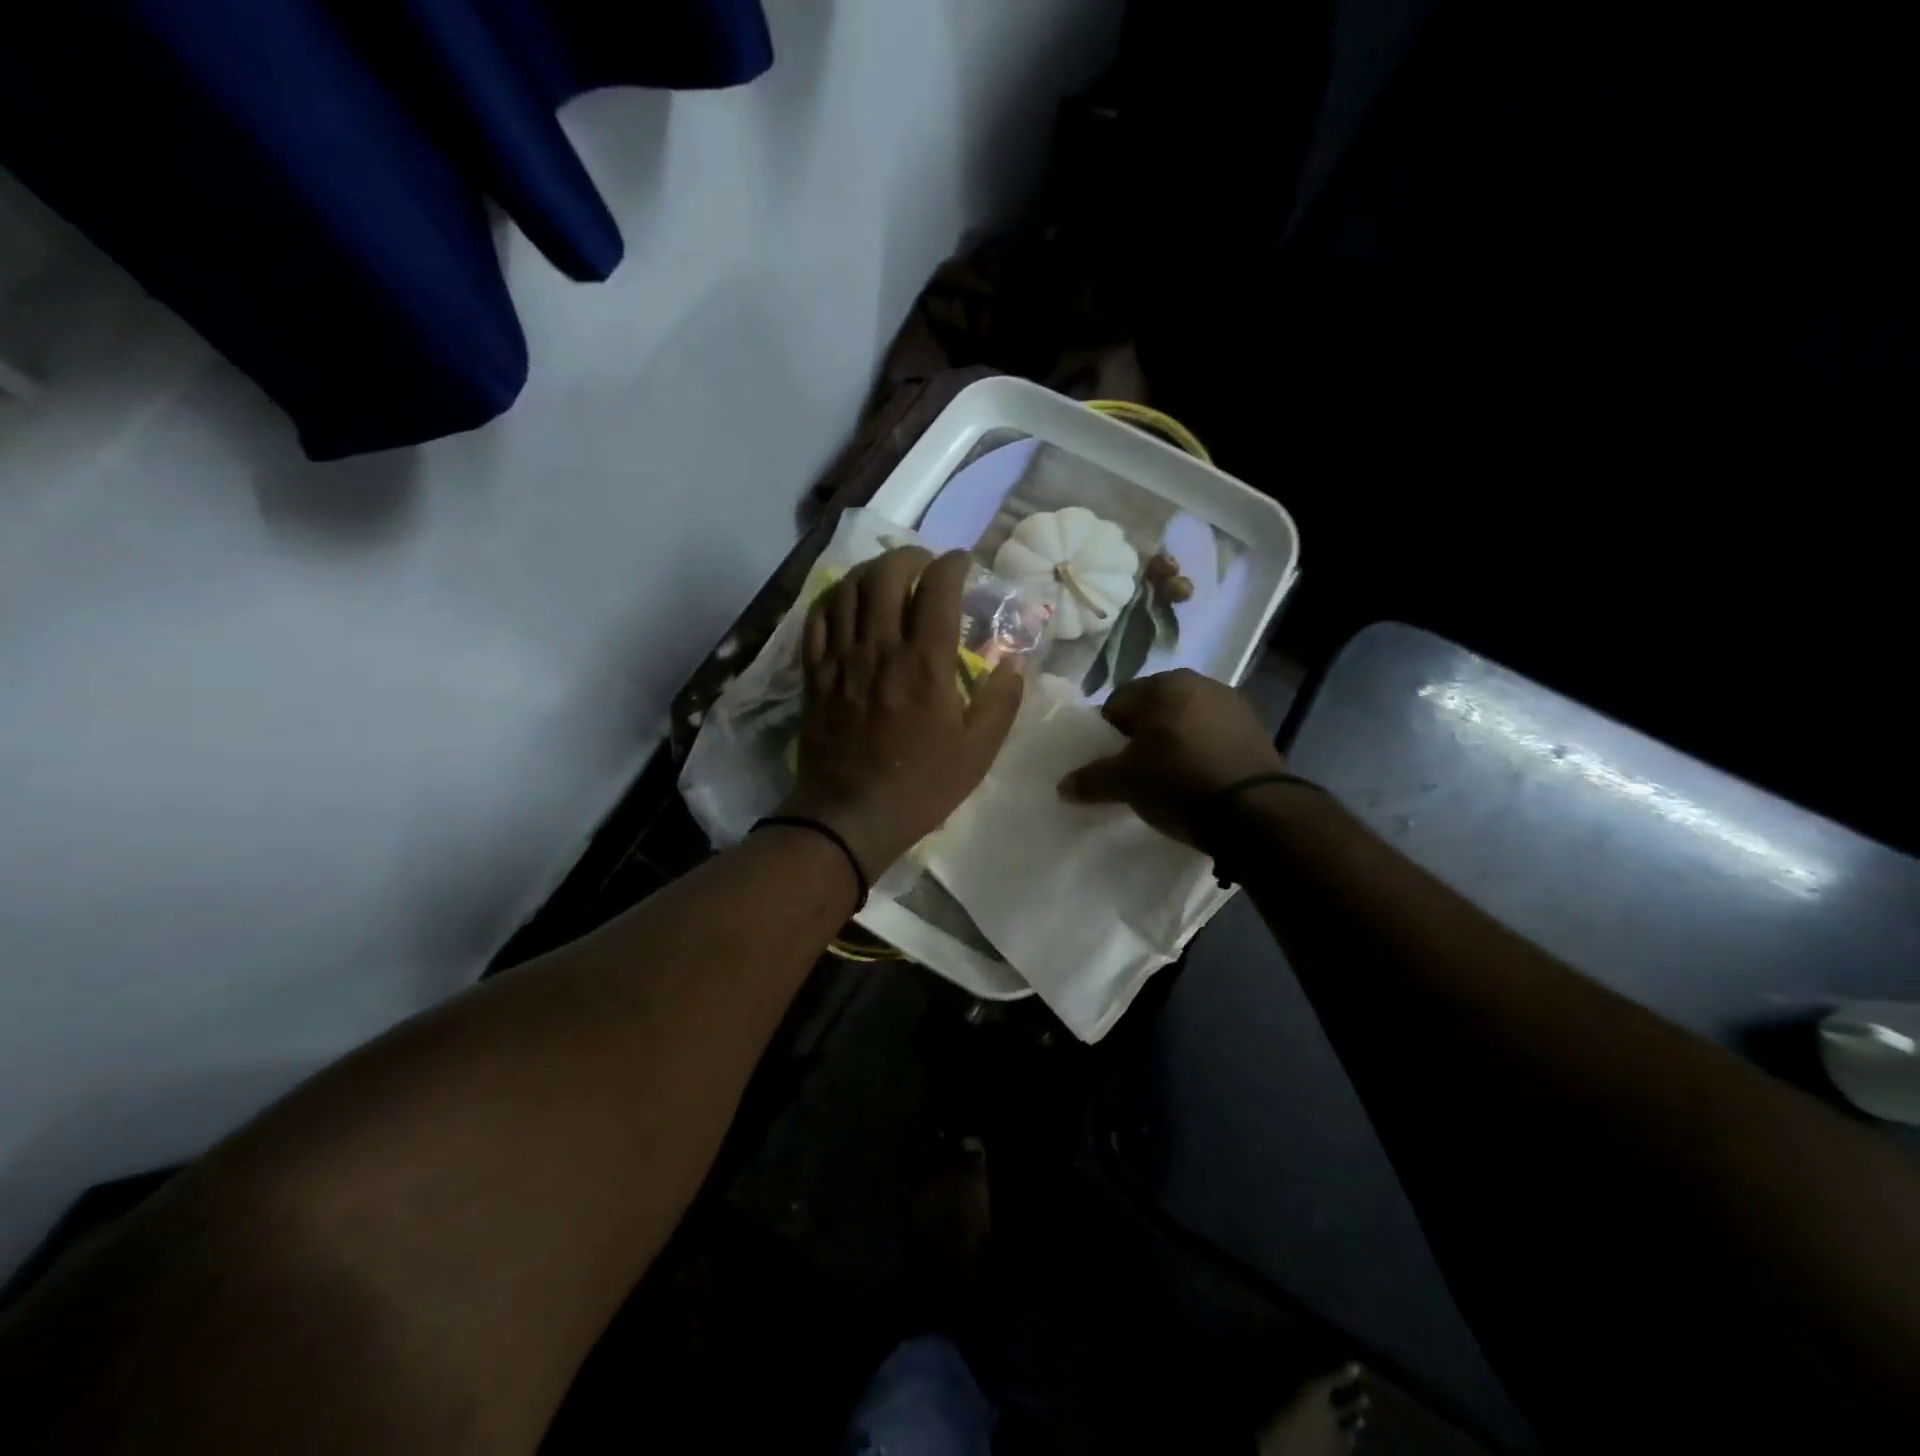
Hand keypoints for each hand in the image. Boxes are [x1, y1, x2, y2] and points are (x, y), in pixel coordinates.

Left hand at [779, 547, 1024, 875]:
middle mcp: (881, 648)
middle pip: (887, 574)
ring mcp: (842, 658)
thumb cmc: (921, 786)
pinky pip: (817, 618)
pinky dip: (834, 597)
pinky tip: (848, 600)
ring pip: (849, 588)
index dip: (953, 564)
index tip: (963, 564)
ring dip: (872, 569)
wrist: (851, 816)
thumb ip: (1001, 702)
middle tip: (925, 564)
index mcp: (926, 664)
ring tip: (888, 575)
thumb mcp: (978, 752)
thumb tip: (1014, 663)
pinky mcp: (815, 673)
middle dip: (910, 556)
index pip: (938, 588)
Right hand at [1057, 668, 1285, 843]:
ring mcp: (1233, 704)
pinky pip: (1213, 735)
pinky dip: (1202, 751)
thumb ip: (1091, 780)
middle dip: (1142, 737)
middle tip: (1136, 773)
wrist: (1256, 811)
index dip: (1107, 735)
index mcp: (1162, 684)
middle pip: (1153, 710)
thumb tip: (1063, 786)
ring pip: (1185, 721)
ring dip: (1174, 743)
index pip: (1117, 704)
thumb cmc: (1178, 782)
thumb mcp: (1126, 783)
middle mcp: (1199, 682)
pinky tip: (1200, 780)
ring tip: (1170, 779)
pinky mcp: (1256, 729)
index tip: (1110, 764)